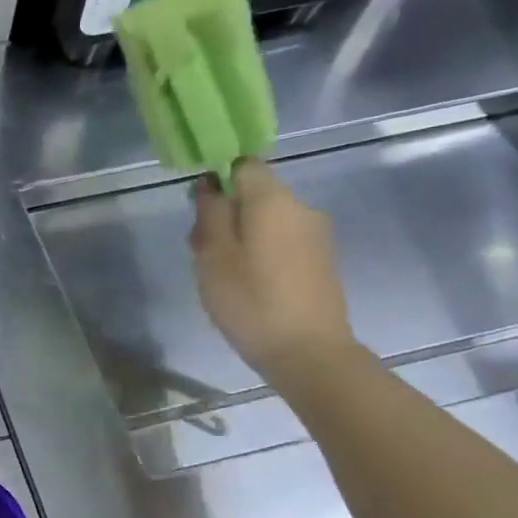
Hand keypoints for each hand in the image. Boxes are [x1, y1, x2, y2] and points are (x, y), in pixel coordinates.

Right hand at [191, 158, 357, 382]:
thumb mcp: (214, 255)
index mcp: (273, 200)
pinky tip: (245, 282)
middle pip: (254, 194)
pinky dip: (259, 250)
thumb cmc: (250, 300)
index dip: (217, 179)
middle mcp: (301, 207)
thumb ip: (211, 213)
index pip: (243, 166)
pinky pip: (281, 240)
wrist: (307, 351)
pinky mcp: (320, 260)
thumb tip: (210, 183)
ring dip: (240, 235)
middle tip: (199, 249)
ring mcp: (315, 235)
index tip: (197, 209)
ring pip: (267, 219)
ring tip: (219, 271)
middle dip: (225, 212)